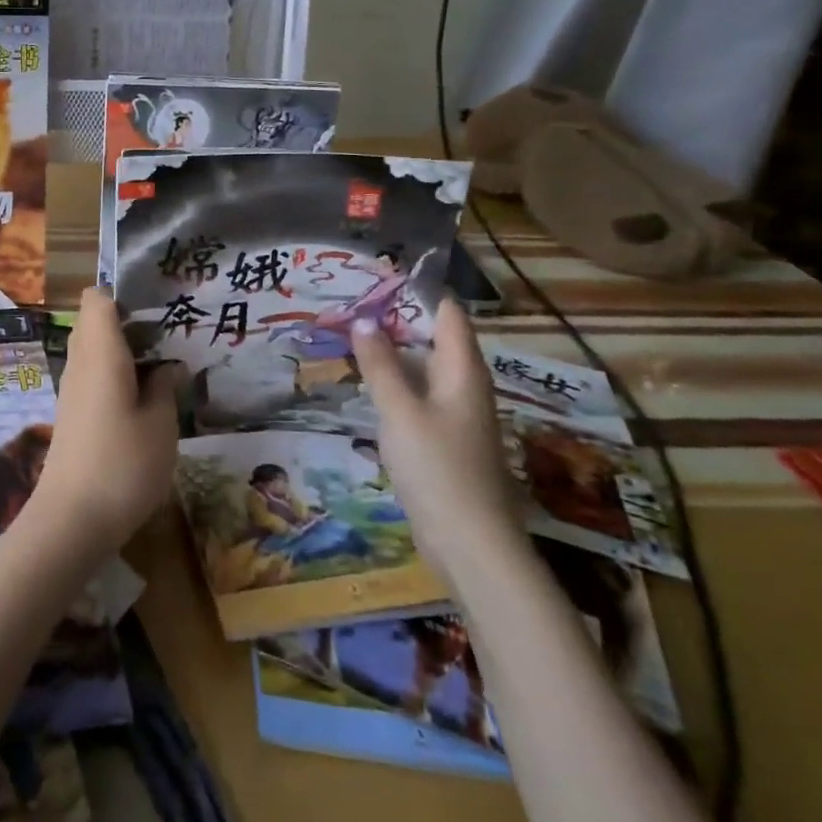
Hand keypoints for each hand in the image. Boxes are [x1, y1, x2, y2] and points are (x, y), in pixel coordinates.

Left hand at [35, 288, 186, 556]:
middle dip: (130, 323)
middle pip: (95, 322)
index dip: (123, 294)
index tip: (157, 305)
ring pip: (94, 351)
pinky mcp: (72, 415)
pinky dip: (116, 377)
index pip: (97, 298)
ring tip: (166, 365)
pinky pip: (93, 377)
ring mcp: (72, 390)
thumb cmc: (123, 464)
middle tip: (171, 336)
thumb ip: (165, 387)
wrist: (72, 519)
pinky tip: (145, 398)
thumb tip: (168, 366)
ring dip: (125, 352)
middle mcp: (80, 363)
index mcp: (100, 351)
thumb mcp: (161, 424)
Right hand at [352, 298, 524, 581]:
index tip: (376, 276)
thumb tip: (363, 320)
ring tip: (349, 337)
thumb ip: (380, 366)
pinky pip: (417, 397)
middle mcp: (464, 387)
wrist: (472, 545)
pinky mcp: (444, 441)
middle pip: (434, 339)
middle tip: (349, 304)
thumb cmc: (438, 468)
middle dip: (395, 320)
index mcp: (463, 372)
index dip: (417, 291)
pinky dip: (393, 384)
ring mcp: (456, 416)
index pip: (447, 314)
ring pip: (423, 370)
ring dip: (391, 353)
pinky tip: (366, 386)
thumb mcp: (401, 411)